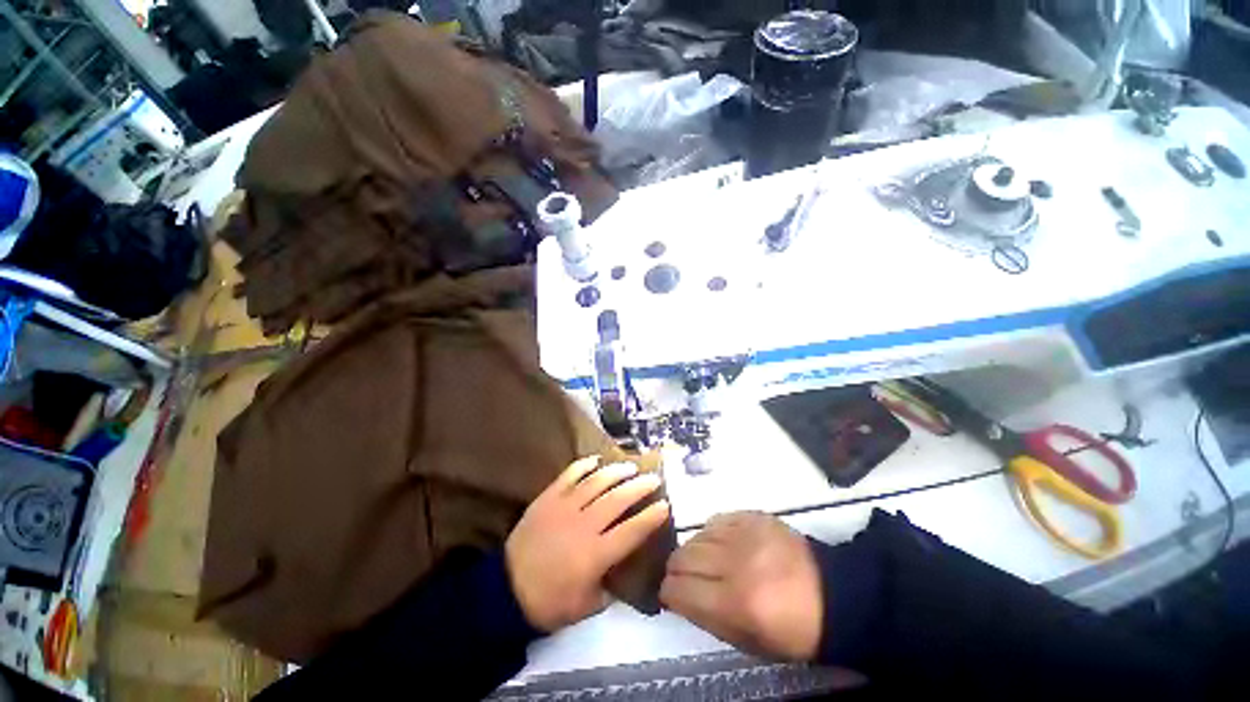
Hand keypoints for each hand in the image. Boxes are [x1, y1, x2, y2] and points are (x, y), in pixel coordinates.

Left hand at [506, 456, 669, 631]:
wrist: (506, 591)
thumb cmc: (549, 602)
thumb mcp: (587, 606)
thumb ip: (610, 587)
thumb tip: (623, 567)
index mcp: (595, 554)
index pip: (631, 531)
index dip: (651, 517)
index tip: (665, 506)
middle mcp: (583, 525)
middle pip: (618, 500)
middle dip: (640, 487)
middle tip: (654, 478)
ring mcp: (564, 507)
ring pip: (596, 483)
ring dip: (616, 472)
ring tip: (630, 467)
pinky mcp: (548, 498)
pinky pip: (569, 475)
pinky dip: (584, 465)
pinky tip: (596, 460)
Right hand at [660, 512, 821, 660]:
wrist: (832, 594)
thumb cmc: (790, 629)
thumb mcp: (746, 641)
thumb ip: (704, 617)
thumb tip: (676, 595)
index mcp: (735, 603)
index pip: (678, 589)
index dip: (669, 593)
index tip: (671, 595)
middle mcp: (736, 563)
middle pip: (682, 556)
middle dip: (677, 570)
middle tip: (686, 578)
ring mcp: (745, 534)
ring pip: (696, 536)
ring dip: (694, 551)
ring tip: (707, 562)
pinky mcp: (752, 516)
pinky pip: (715, 520)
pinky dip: (712, 534)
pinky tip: (722, 545)